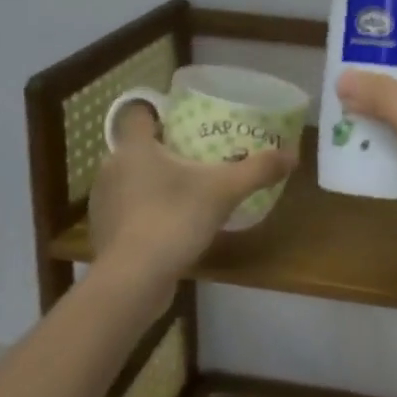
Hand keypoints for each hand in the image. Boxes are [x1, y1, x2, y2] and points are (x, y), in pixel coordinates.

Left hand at [87, 105, 295, 282]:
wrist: (131, 283)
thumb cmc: (172, 219)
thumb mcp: (225, 190)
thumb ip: (258, 169)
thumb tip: (293, 155)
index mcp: (134, 147)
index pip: (137, 115)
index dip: (158, 113)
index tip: (184, 121)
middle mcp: (112, 168)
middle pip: (137, 147)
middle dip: (164, 150)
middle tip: (197, 156)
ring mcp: (103, 204)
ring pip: (131, 179)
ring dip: (154, 182)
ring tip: (188, 190)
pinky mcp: (104, 234)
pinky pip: (128, 210)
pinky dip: (146, 211)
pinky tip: (172, 224)